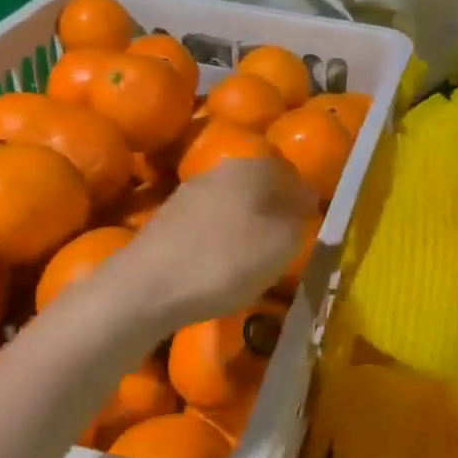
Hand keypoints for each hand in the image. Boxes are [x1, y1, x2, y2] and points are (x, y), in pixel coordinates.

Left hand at [116, 156, 316, 329]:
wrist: (145, 289)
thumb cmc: (224, 262)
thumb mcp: (282, 245)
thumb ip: (300, 221)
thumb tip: (305, 204)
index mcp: (251, 169)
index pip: (290, 172)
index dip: (305, 198)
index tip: (312, 225)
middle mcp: (219, 171)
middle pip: (260, 186)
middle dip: (276, 210)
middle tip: (288, 242)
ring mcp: (188, 194)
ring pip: (234, 204)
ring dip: (249, 225)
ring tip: (257, 257)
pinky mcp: (167, 221)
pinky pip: (210, 224)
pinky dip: (223, 240)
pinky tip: (223, 265)